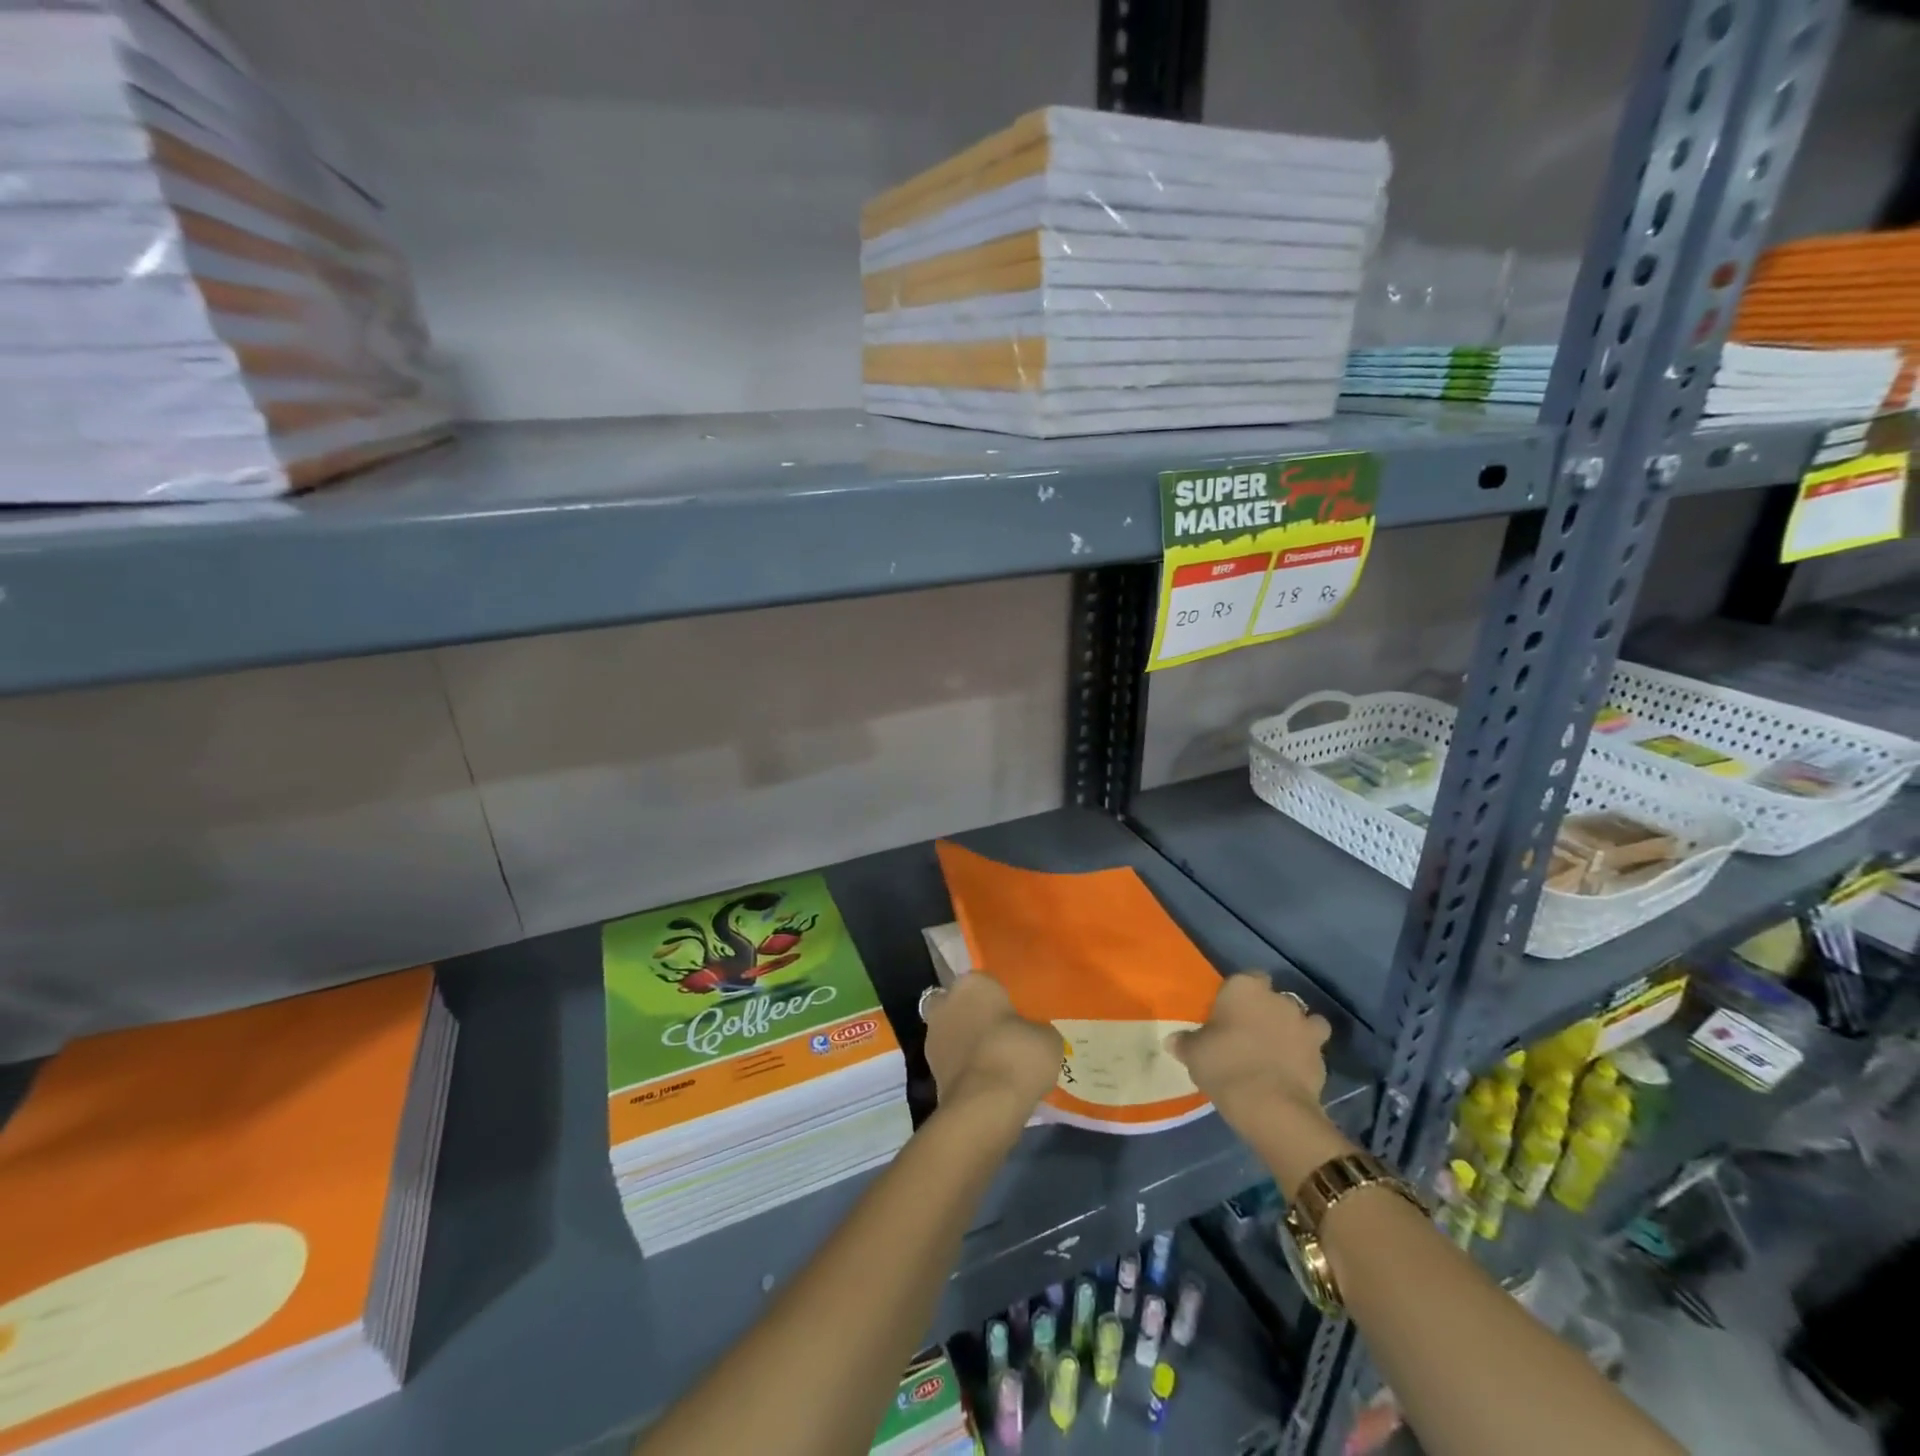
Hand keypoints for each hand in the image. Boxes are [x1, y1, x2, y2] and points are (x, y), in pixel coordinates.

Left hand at [922, 976, 1061, 1128]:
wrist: (985, 1105)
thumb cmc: (1017, 1054)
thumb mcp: (1047, 1037)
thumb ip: (1036, 1028)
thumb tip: (1032, 1035)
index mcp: (972, 983)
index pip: (986, 982)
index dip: (1000, 998)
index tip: (1015, 1014)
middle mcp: (946, 1002)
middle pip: (961, 1004)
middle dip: (975, 1016)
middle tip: (1001, 1035)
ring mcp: (933, 1037)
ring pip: (953, 1032)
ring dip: (967, 1043)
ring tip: (995, 1062)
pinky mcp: (930, 1071)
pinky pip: (953, 1061)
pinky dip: (965, 1068)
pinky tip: (986, 1081)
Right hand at [1167, 974, 1350, 1193]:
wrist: (1270, 1105)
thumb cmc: (1224, 1065)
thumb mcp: (1193, 1053)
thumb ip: (1185, 1042)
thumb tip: (1172, 1040)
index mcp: (1244, 987)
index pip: (1247, 978)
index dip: (1241, 995)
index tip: (1231, 1013)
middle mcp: (1278, 998)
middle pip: (1275, 998)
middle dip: (1268, 1011)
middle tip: (1251, 1033)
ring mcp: (1304, 1025)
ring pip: (1303, 1020)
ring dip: (1294, 1030)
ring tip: (1279, 1050)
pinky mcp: (1322, 1054)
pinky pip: (1314, 1048)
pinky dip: (1306, 1055)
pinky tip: (1292, 1070)